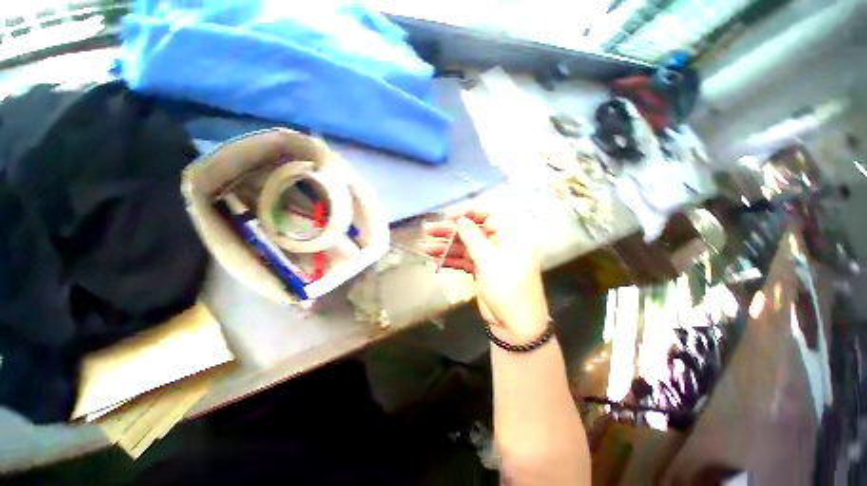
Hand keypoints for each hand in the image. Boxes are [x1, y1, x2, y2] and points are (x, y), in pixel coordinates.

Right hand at [421, 209, 548, 343]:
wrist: (515, 325)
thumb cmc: (507, 287)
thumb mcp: (489, 260)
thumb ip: (473, 237)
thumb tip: (461, 219)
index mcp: (511, 235)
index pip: (488, 216)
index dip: (467, 214)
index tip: (447, 216)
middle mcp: (501, 243)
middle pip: (472, 232)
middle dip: (449, 231)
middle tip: (427, 229)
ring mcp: (490, 258)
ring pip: (465, 247)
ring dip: (445, 247)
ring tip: (423, 246)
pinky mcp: (482, 271)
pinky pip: (464, 261)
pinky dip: (450, 260)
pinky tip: (434, 259)